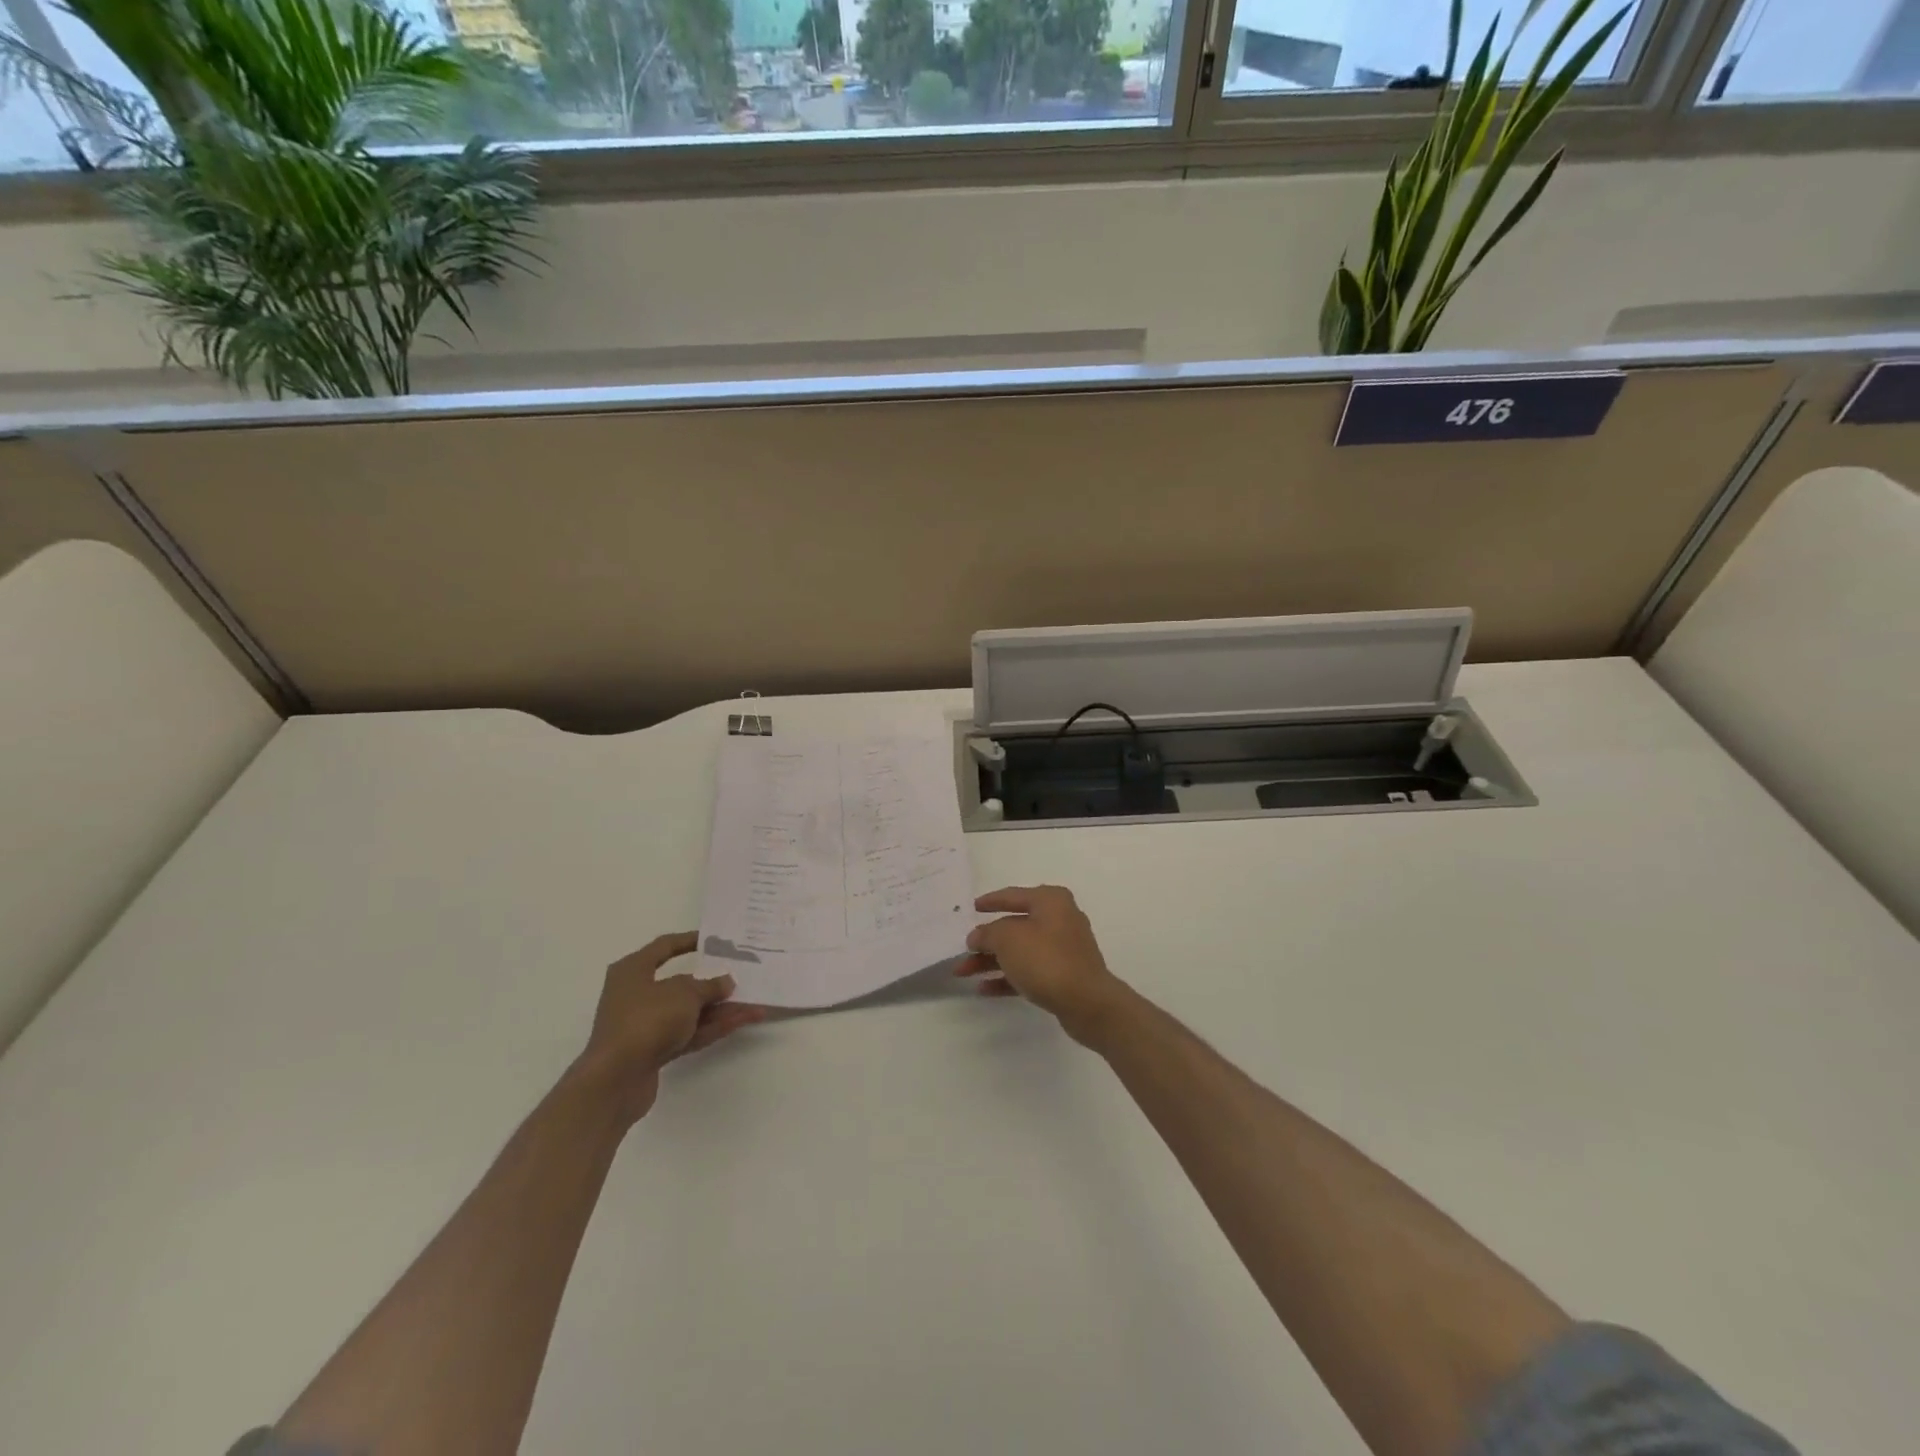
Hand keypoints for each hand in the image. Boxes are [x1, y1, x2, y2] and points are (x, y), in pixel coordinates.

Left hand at [577, 932, 765, 1122]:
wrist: (615, 1080)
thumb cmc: (646, 1020)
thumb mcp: (684, 994)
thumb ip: (709, 986)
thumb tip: (725, 982)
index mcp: (633, 970)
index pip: (664, 947)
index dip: (689, 941)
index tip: (714, 941)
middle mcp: (636, 994)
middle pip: (681, 984)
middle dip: (714, 983)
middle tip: (742, 975)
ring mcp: (645, 1024)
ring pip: (689, 1011)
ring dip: (720, 1009)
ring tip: (754, 1003)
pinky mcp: (654, 1050)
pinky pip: (689, 1032)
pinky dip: (713, 1027)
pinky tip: (741, 1021)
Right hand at [956, 886, 1132, 1045]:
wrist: (1087, 1002)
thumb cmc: (1046, 959)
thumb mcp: (1008, 939)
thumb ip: (987, 934)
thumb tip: (977, 936)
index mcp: (1050, 901)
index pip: (1013, 895)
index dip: (990, 901)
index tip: (971, 908)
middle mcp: (1059, 919)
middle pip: (1014, 926)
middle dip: (985, 940)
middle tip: (962, 949)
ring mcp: (1063, 949)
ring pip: (1020, 951)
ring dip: (991, 961)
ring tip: (963, 973)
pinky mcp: (1064, 975)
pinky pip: (1030, 971)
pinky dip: (1008, 977)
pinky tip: (984, 988)